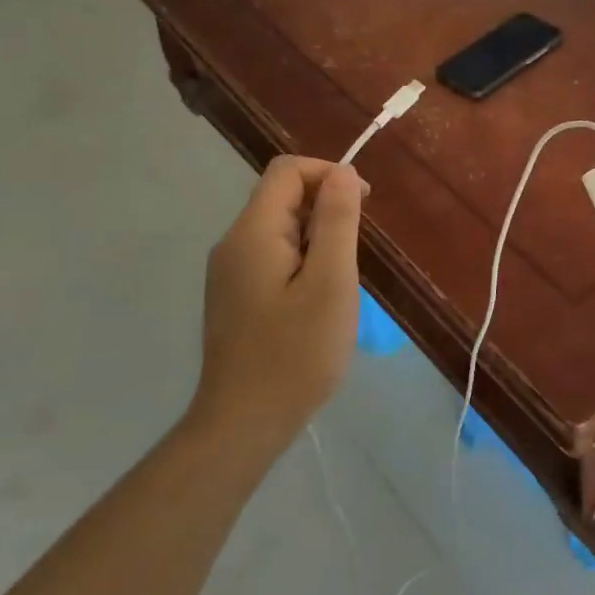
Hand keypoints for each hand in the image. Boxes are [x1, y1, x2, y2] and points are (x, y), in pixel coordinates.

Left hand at [194, 156, 366, 458]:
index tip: (364, 206)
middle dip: (326, 205)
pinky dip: (303, 257)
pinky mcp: (235, 296)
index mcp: (253, 233)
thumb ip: (337, 221)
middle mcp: (233, 244)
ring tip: (343, 275)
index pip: (287, 171)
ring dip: (318, 233)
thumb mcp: (331, 282)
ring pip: (279, 227)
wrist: (244, 423)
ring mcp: (230, 272)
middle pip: (281, 196)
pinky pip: (273, 254)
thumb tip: (343, 172)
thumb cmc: (296, 352)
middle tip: (359, 247)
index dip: (329, 174)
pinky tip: (320, 295)